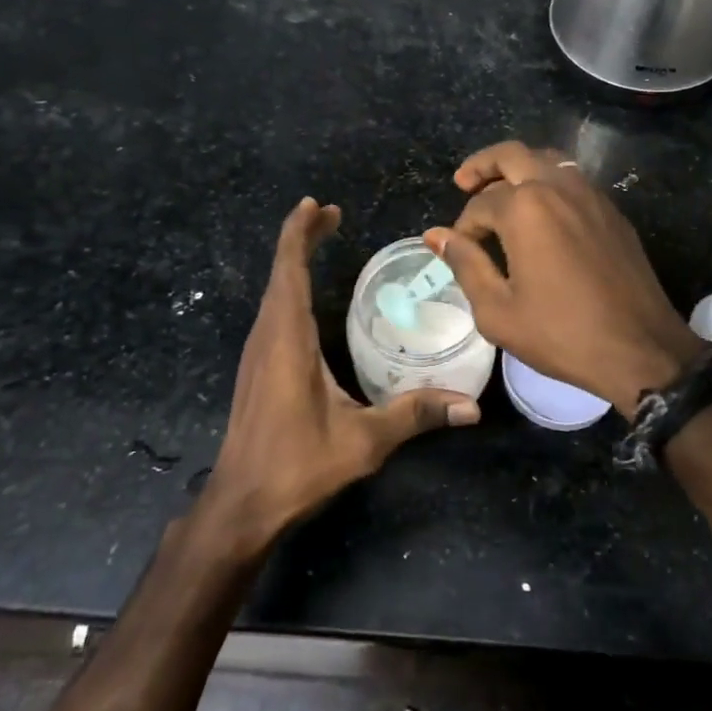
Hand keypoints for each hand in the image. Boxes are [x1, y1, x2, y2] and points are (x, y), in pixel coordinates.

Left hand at [199, 197, 479, 552]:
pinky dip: (290, 285)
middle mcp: (267, 335)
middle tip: (330, 213)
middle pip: (280, 270)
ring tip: (320, 238)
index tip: (318, 205)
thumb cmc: (296, 466)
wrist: (241, 505)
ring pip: (274, 289)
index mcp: (287, 337)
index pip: (289, 269)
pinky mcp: (257, 367)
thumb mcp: (362, 441)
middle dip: (302, 236)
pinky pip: (273, 309)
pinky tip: (306, 294)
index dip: (299, 232)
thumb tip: (470, 407)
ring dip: (294, 259)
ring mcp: (258, 351)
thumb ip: (414, 415)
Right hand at [425, 142, 703, 418]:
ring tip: (500, 192)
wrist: (641, 349)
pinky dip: (548, 182)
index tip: (460, 251)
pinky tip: (541, 213)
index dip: (463, 228)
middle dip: (482, 165)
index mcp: (526, 208)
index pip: (480, 204)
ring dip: (518, 168)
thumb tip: (436, 235)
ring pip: (547, 159)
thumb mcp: (498, 310)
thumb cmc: (562, 333)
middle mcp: (558, 187)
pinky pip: (573, 180)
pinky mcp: (612, 211)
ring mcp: (591, 195)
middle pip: (512, 155)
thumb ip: (464, 264)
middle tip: (463, 182)